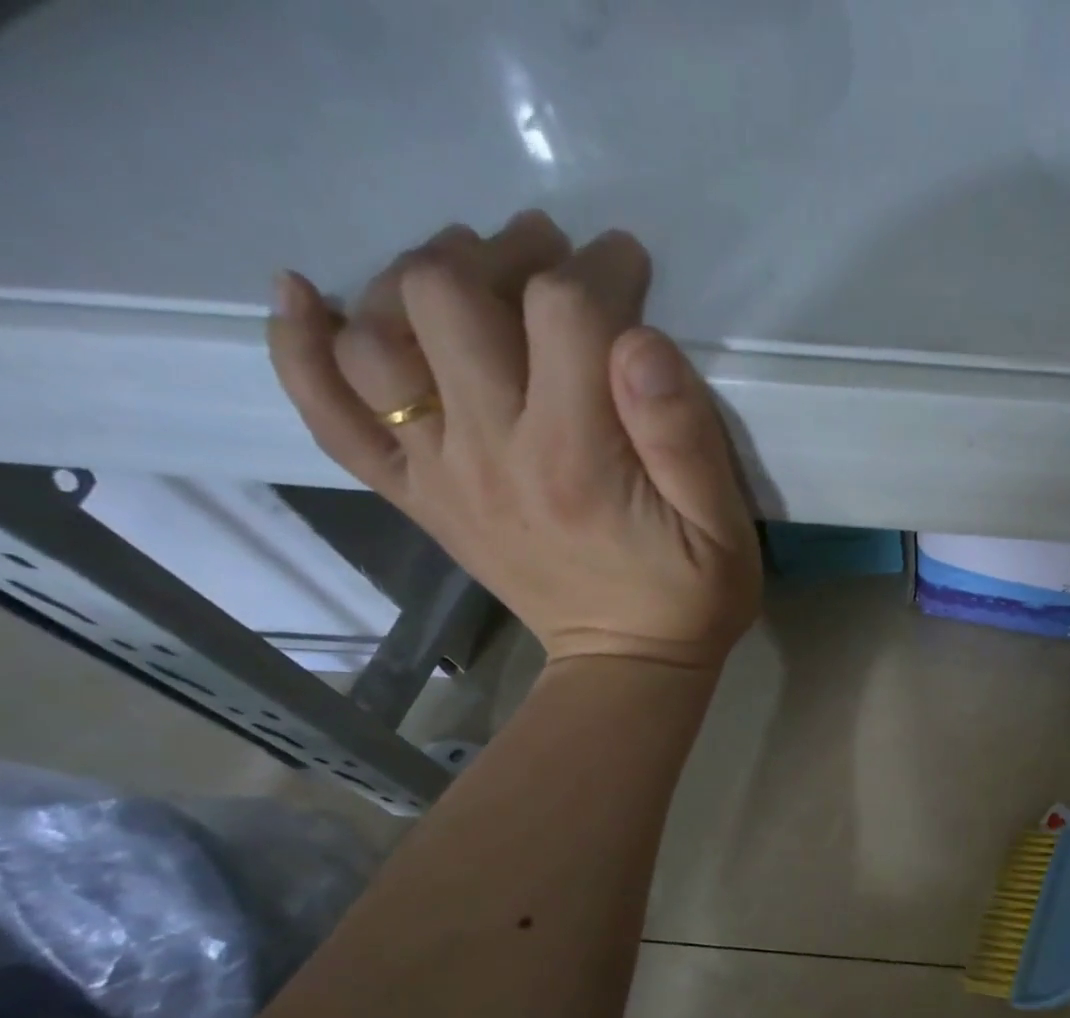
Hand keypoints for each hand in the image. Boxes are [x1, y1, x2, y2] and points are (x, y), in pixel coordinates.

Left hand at [267, 213, 761, 668]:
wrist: (628, 666)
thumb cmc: (691, 599)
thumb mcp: (724, 529)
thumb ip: (686, 438)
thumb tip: (641, 341)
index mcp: (578, 457)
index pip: (564, 312)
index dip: (600, 269)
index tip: (629, 266)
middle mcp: (493, 452)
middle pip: (448, 297)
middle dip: (500, 254)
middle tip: (547, 260)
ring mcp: (442, 475)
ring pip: (377, 334)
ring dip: (415, 281)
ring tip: (468, 278)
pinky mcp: (420, 497)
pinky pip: (330, 417)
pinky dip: (301, 349)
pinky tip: (305, 298)